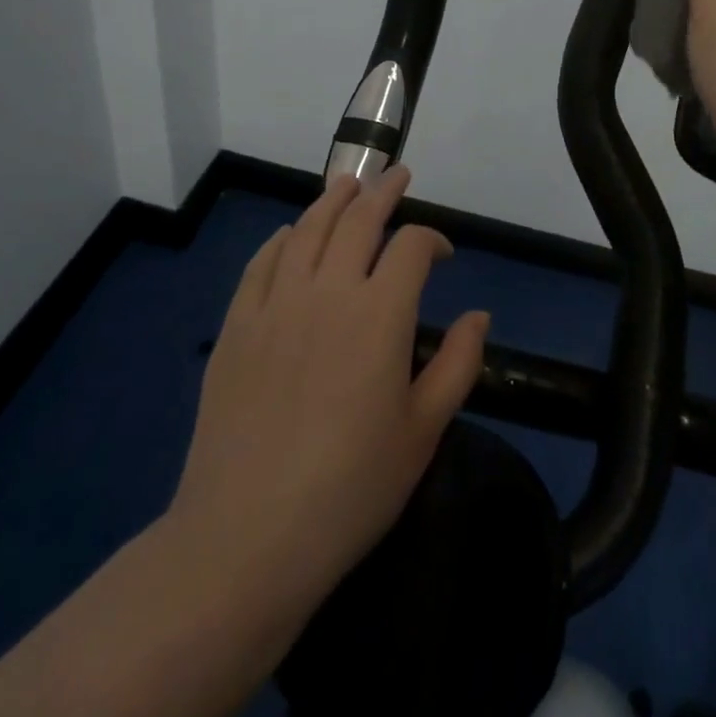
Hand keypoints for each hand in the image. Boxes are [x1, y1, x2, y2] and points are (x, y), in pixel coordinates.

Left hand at [165, 168, 489, 630]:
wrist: (246, 538)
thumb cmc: (350, 489)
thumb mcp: (424, 432)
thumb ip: (458, 364)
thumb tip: (479, 315)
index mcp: (381, 314)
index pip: (412, 246)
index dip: (432, 239)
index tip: (442, 254)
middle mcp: (329, 291)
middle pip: (358, 220)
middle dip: (383, 193)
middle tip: (397, 177)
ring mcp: (276, 305)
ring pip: (308, 230)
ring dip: (332, 201)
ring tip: (347, 185)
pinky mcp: (237, 327)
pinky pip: (262, 264)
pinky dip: (282, 239)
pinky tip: (291, 234)